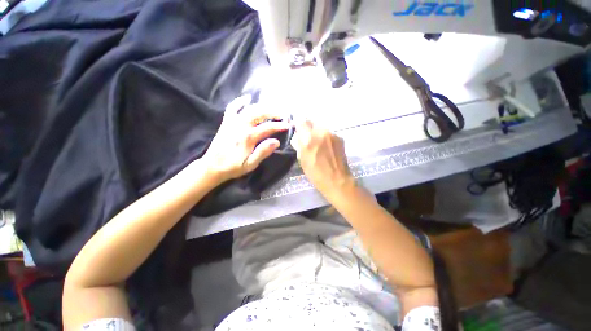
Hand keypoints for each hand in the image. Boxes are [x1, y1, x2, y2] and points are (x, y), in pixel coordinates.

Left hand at [202, 95, 289, 182]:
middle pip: (259, 113)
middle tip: (282, 115)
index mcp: (248, 137)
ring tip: (272, 109)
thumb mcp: (251, 164)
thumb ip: (263, 152)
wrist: (212, 166)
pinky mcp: (226, 122)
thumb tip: (276, 141)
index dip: (279, 125)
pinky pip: (232, 108)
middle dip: (273, 112)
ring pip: (249, 109)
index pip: (268, 127)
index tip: (288, 125)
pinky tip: (247, 98)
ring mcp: (232, 122)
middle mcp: (241, 126)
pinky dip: (239, 101)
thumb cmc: (233, 167)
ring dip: (262, 107)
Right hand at [291, 120, 354, 200]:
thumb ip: (299, 145)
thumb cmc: (316, 174)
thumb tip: (298, 136)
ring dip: (317, 133)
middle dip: (308, 129)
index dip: (298, 124)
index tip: (298, 130)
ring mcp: (332, 134)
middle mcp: (321, 132)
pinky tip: (327, 148)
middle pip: (312, 122)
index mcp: (309, 139)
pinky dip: (325, 137)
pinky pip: (329, 133)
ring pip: (321, 127)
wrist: (338, 180)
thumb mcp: (302, 160)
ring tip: (318, 145)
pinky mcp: (340, 137)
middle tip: (308, 139)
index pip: (301, 121)